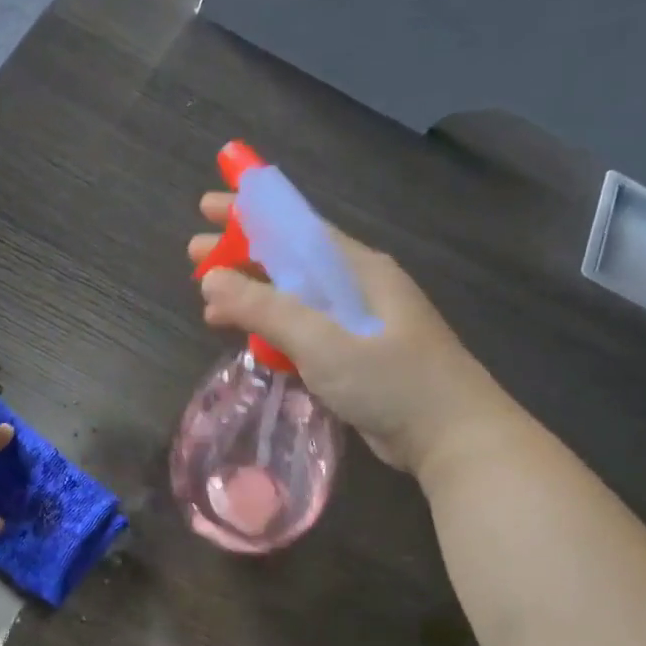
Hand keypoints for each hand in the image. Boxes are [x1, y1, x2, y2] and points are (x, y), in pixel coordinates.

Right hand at [189, 194, 514, 475]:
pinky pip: (302, 331)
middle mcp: (357, 286)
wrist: (452, 439)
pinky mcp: (354, 356)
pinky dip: (271, 330)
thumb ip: (267, 309)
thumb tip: (212, 278)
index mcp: (357, 268)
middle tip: (193, 256)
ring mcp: (357, 323)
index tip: (207, 206)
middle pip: (289, 260)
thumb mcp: (324, 342)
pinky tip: (246, 339)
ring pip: (293, 298)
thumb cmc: (393, 382)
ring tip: (208, 304)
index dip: (250, 213)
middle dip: (240, 256)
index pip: (295, 226)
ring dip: (251, 297)